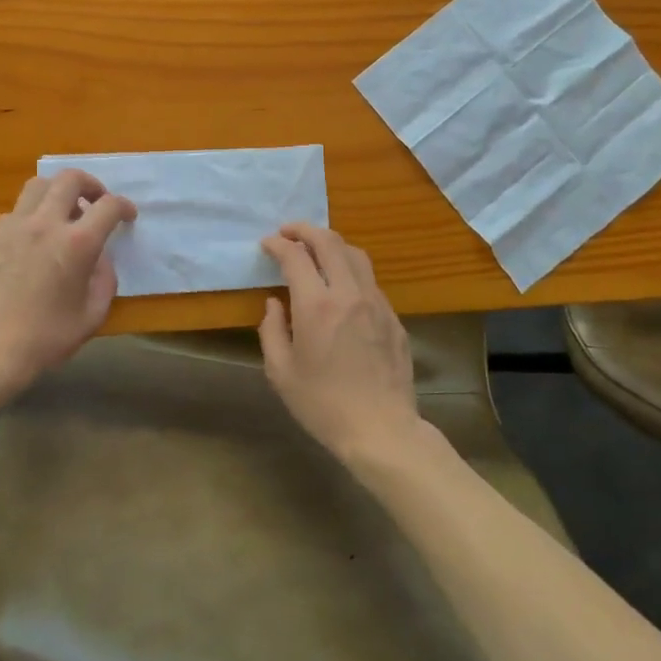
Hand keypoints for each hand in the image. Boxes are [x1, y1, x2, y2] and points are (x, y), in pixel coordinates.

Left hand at [0, 170, 136, 402]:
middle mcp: (45, 224)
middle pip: (70, 179)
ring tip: (63, 213)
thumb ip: (105, 279)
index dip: (124, 206)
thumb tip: (100, 258)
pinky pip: (15, 212)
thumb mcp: (93, 315)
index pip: (108, 206)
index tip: (127, 216)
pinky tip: (32, 240)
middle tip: (96, 202)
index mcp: (77, 243)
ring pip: (37, 185)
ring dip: (57, 192)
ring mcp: (13, 227)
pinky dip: (31, 215)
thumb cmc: (46, 339)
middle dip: (90, 184)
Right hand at [258, 224, 419, 466]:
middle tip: (289, 232)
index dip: (278, 244)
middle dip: (305, 230)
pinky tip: (341, 286)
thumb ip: (272, 330)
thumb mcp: (281, 373)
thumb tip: (274, 303)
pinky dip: (350, 270)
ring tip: (316, 250)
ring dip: (332, 244)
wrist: (381, 430)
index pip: (296, 256)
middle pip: (329, 242)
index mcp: (316, 306)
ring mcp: (376, 303)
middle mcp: (348, 293)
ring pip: (355, 255)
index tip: (267, 243)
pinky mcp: (393, 317)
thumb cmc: (323, 405)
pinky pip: (370, 281)